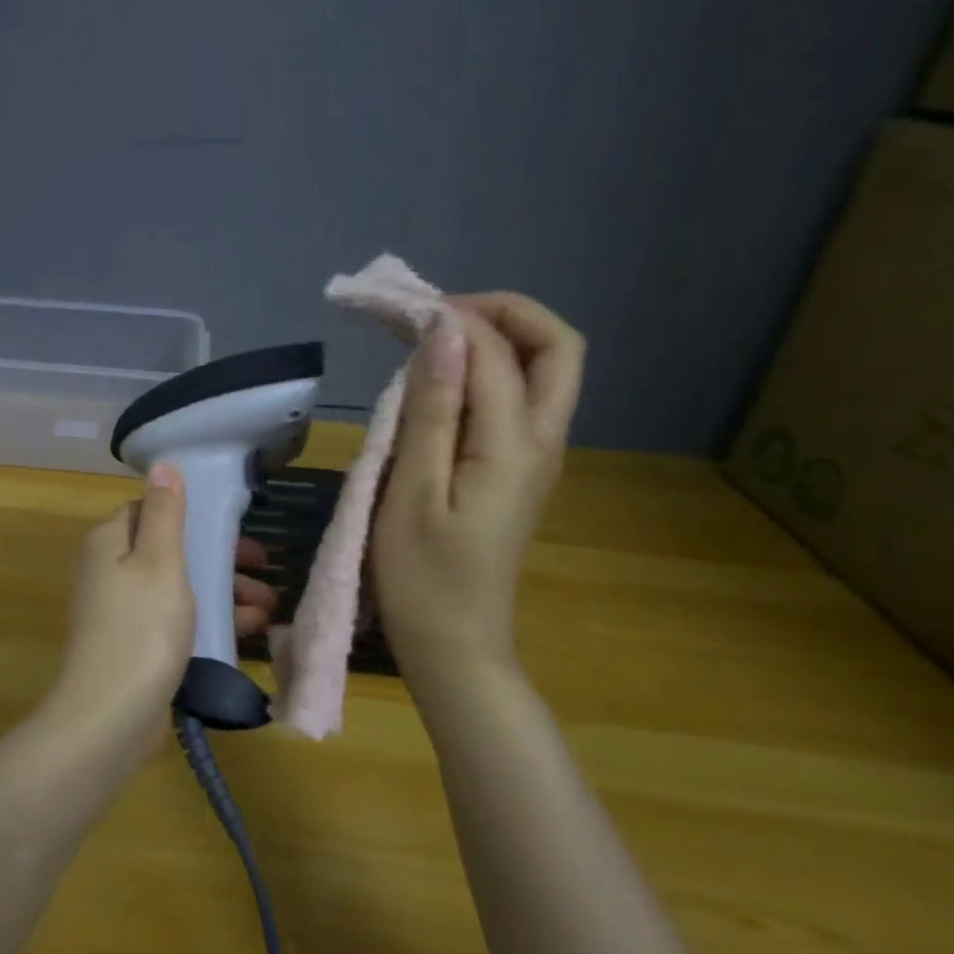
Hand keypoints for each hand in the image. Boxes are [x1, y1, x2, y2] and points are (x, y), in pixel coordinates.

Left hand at [46, 466, 278, 762]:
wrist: (110, 717)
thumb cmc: (141, 629)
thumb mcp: (160, 561)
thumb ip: (165, 512)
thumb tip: (162, 464)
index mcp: (109, 543)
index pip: (149, 510)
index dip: (190, 513)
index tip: (232, 523)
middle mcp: (109, 572)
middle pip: (169, 551)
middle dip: (218, 557)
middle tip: (263, 565)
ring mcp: (121, 612)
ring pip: (178, 588)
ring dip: (222, 591)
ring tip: (268, 605)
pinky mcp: (136, 646)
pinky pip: (176, 621)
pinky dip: (209, 620)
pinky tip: (249, 630)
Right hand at [372, 292, 584, 691]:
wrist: (453, 645)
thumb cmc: (421, 577)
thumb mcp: (413, 491)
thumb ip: (432, 410)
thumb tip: (445, 334)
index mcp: (514, 446)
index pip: (495, 351)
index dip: (450, 317)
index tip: (396, 308)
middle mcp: (541, 442)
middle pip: (557, 349)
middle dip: (504, 313)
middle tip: (438, 315)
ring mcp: (536, 457)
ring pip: (544, 371)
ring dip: (497, 339)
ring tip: (431, 341)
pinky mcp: (518, 470)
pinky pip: (520, 399)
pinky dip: (489, 372)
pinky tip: (440, 386)